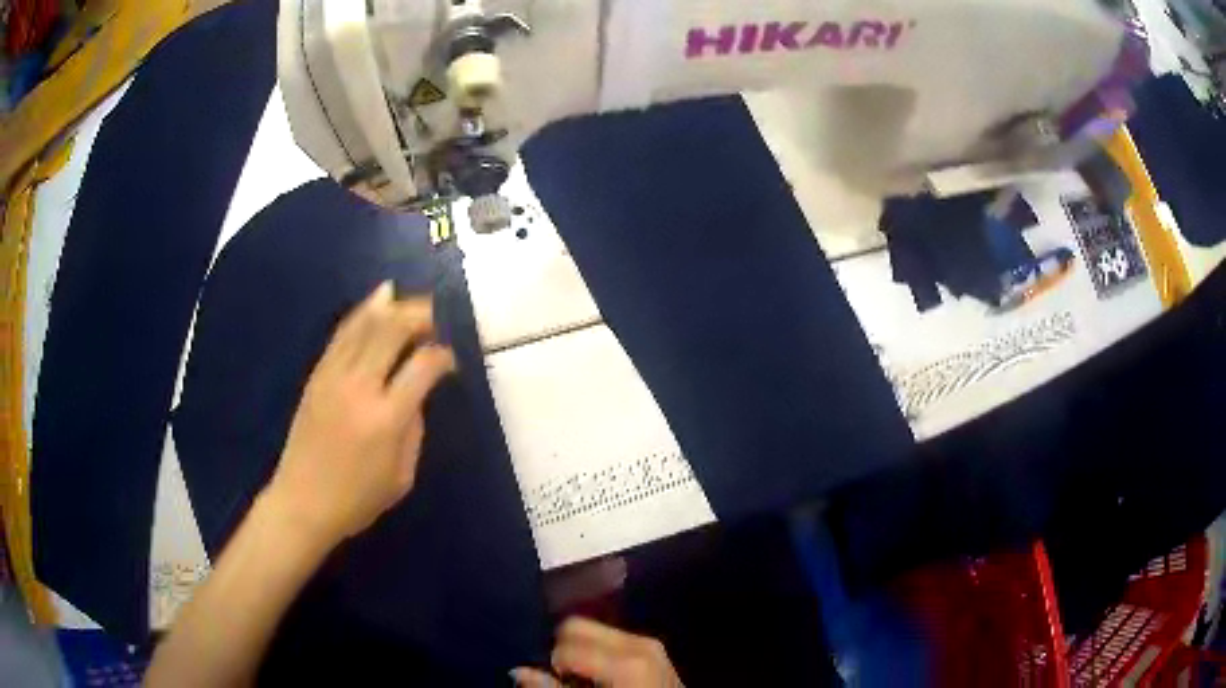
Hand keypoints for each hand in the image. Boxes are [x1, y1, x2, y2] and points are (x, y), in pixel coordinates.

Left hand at [262, 282, 455, 550]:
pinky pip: (342, 333)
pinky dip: (363, 313)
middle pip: (392, 330)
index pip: (422, 366)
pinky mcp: (317, 375)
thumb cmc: (357, 499)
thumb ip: (414, 428)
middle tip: (436, 317)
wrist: (302, 502)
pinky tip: (378, 301)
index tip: (451, 362)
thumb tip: (416, 394)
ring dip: (392, 306)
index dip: (443, 356)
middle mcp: (359, 387)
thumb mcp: (402, 476)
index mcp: (386, 418)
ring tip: (411, 299)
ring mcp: (333, 377)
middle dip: (419, 315)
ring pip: (365, 324)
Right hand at [512, 618, 682, 686]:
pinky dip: (598, 653)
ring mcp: (650, 642)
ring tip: (581, 677)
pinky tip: (599, 674)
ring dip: (580, 650)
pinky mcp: (654, 649)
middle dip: (562, 648)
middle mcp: (638, 641)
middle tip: (562, 676)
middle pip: (577, 625)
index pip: (565, 641)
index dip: (551, 662)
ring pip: (595, 630)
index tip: (552, 680)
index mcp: (625, 658)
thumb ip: (554, 687)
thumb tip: (518, 671)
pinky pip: (613, 640)